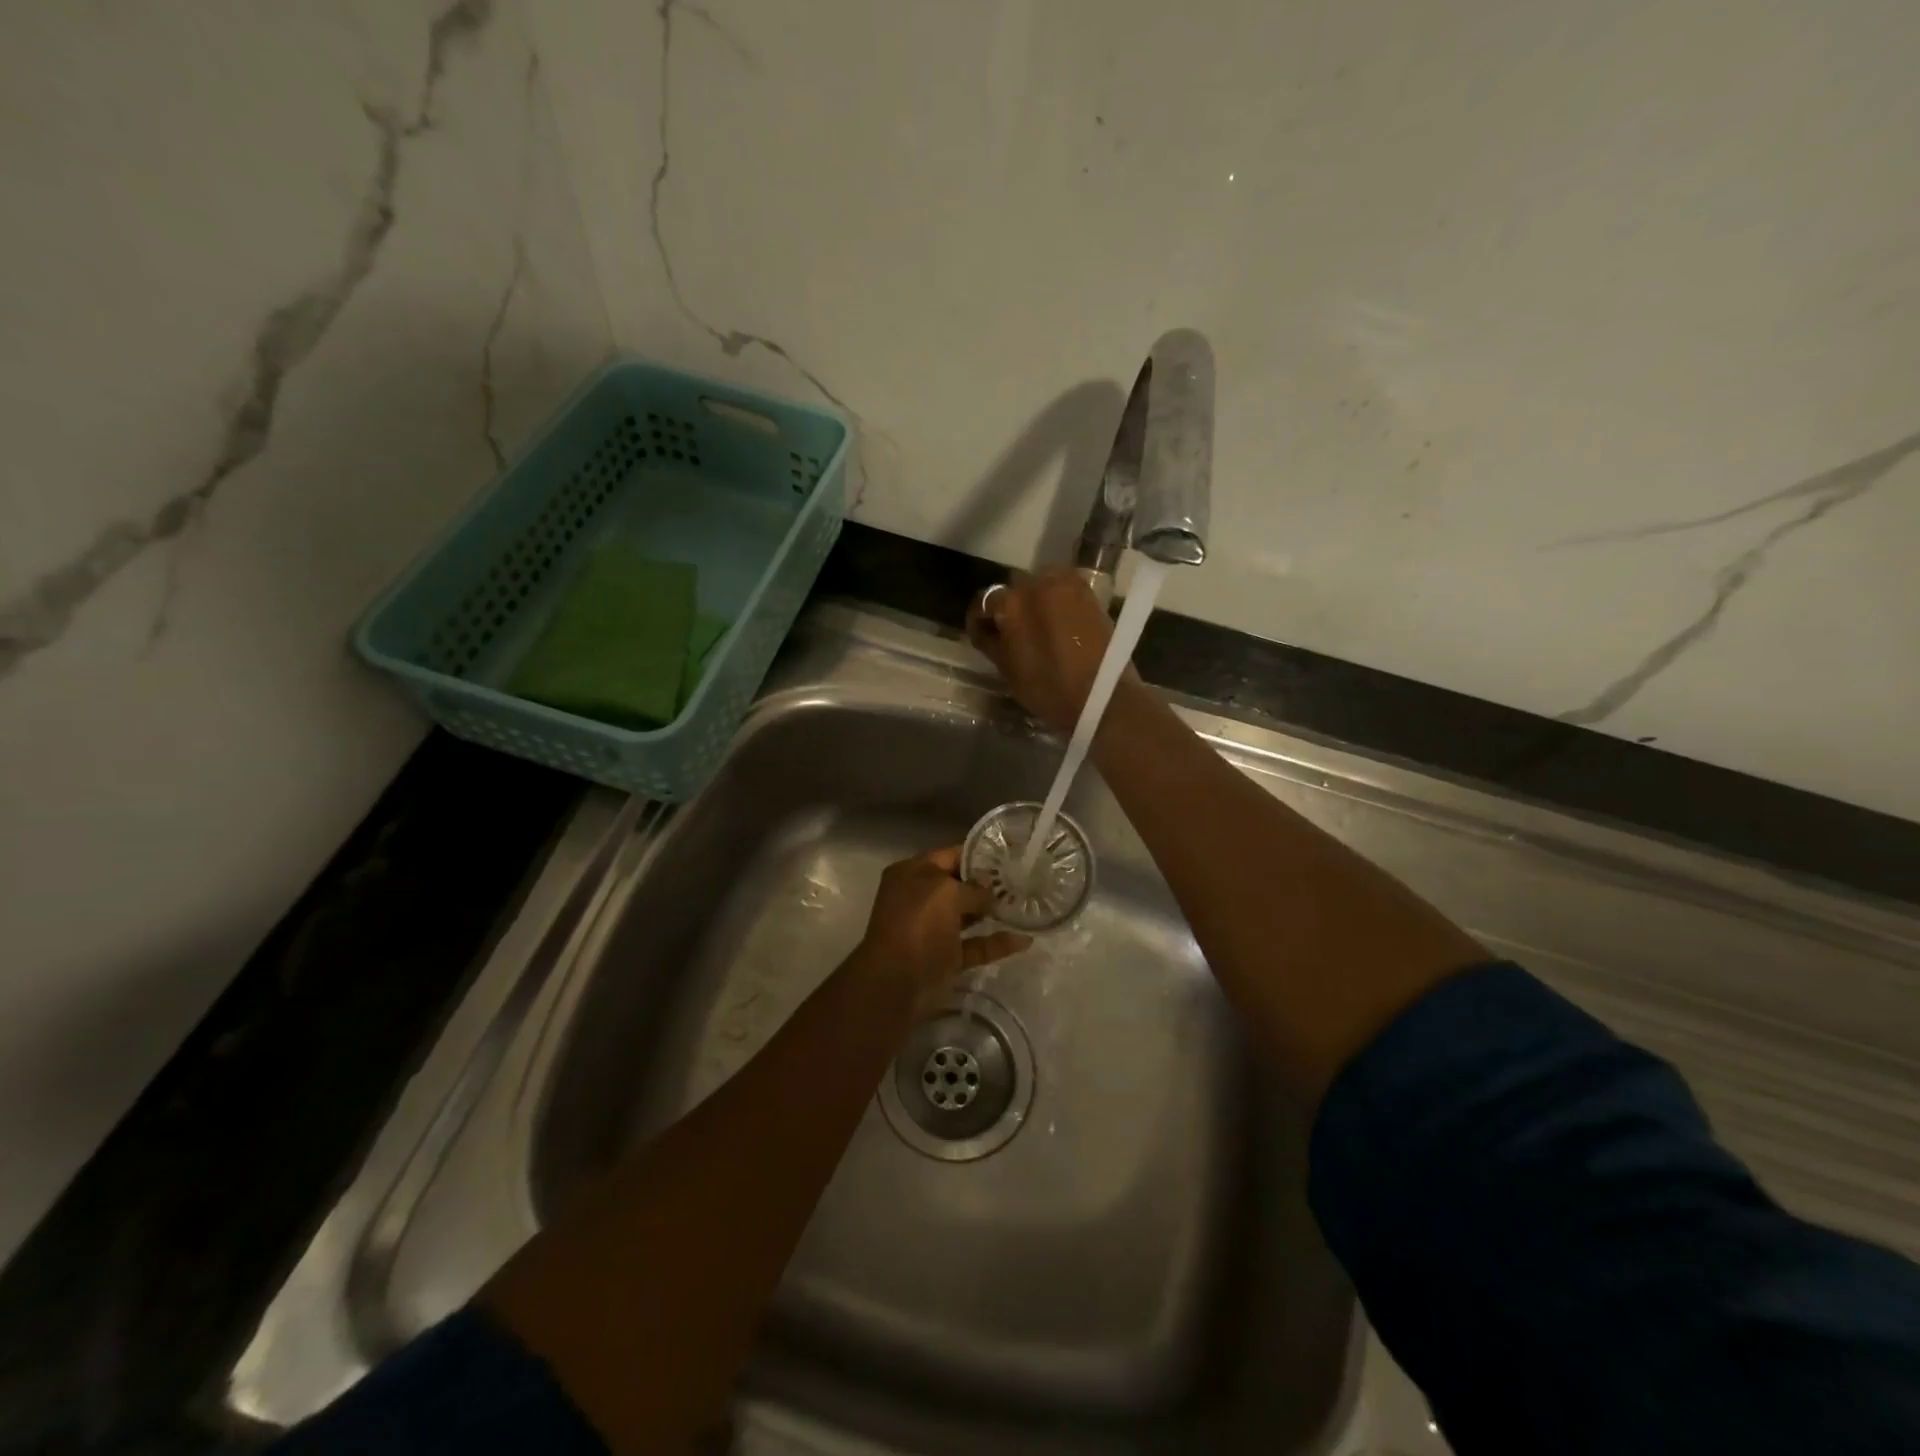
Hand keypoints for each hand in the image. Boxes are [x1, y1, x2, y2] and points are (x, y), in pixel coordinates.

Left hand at [858, 847, 1030, 1004]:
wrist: (896, 984)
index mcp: (912, 873)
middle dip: (988, 883)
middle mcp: (920, 898)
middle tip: (1023, 880)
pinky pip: (975, 945)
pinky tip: (1024, 940)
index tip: (1010, 856)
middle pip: (958, 885)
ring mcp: (932, 929)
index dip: (978, 855)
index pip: (949, 855)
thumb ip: (973, 887)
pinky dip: (996, 943)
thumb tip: (990, 889)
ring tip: (1026, 905)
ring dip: (993, 912)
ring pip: (967, 916)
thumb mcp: (946, 893)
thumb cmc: (917, 925)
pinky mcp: (945, 958)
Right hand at [965, 570, 1131, 734]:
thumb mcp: (1008, 670)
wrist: (1103, 695)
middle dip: (1008, 606)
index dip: (979, 619)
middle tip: (1012, 630)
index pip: (983, 601)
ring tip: (1037, 624)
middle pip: (1012, 588)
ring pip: (1038, 583)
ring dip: (1033, 599)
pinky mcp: (1087, 591)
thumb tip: (984, 628)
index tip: (982, 633)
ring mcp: (1064, 584)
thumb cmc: (1049, 690)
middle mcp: (1035, 584)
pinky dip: (1055, 598)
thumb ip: (990, 642)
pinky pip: (1061, 587)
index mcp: (1010, 604)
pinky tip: (1058, 619)